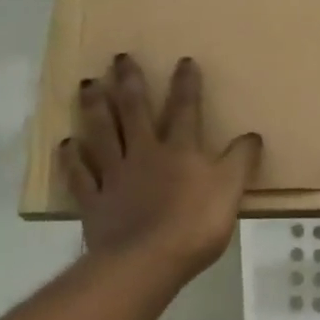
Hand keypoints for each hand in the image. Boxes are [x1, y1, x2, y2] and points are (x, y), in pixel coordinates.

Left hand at [60, 53, 261, 281]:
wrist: (147, 262)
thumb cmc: (194, 225)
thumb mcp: (231, 190)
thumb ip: (241, 161)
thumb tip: (252, 135)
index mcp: (179, 149)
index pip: (185, 108)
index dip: (186, 84)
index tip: (183, 60)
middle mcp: (144, 153)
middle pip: (134, 111)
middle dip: (129, 82)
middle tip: (119, 58)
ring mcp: (114, 175)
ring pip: (102, 133)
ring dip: (95, 107)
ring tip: (87, 84)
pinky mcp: (94, 201)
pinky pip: (80, 175)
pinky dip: (72, 159)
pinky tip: (66, 144)